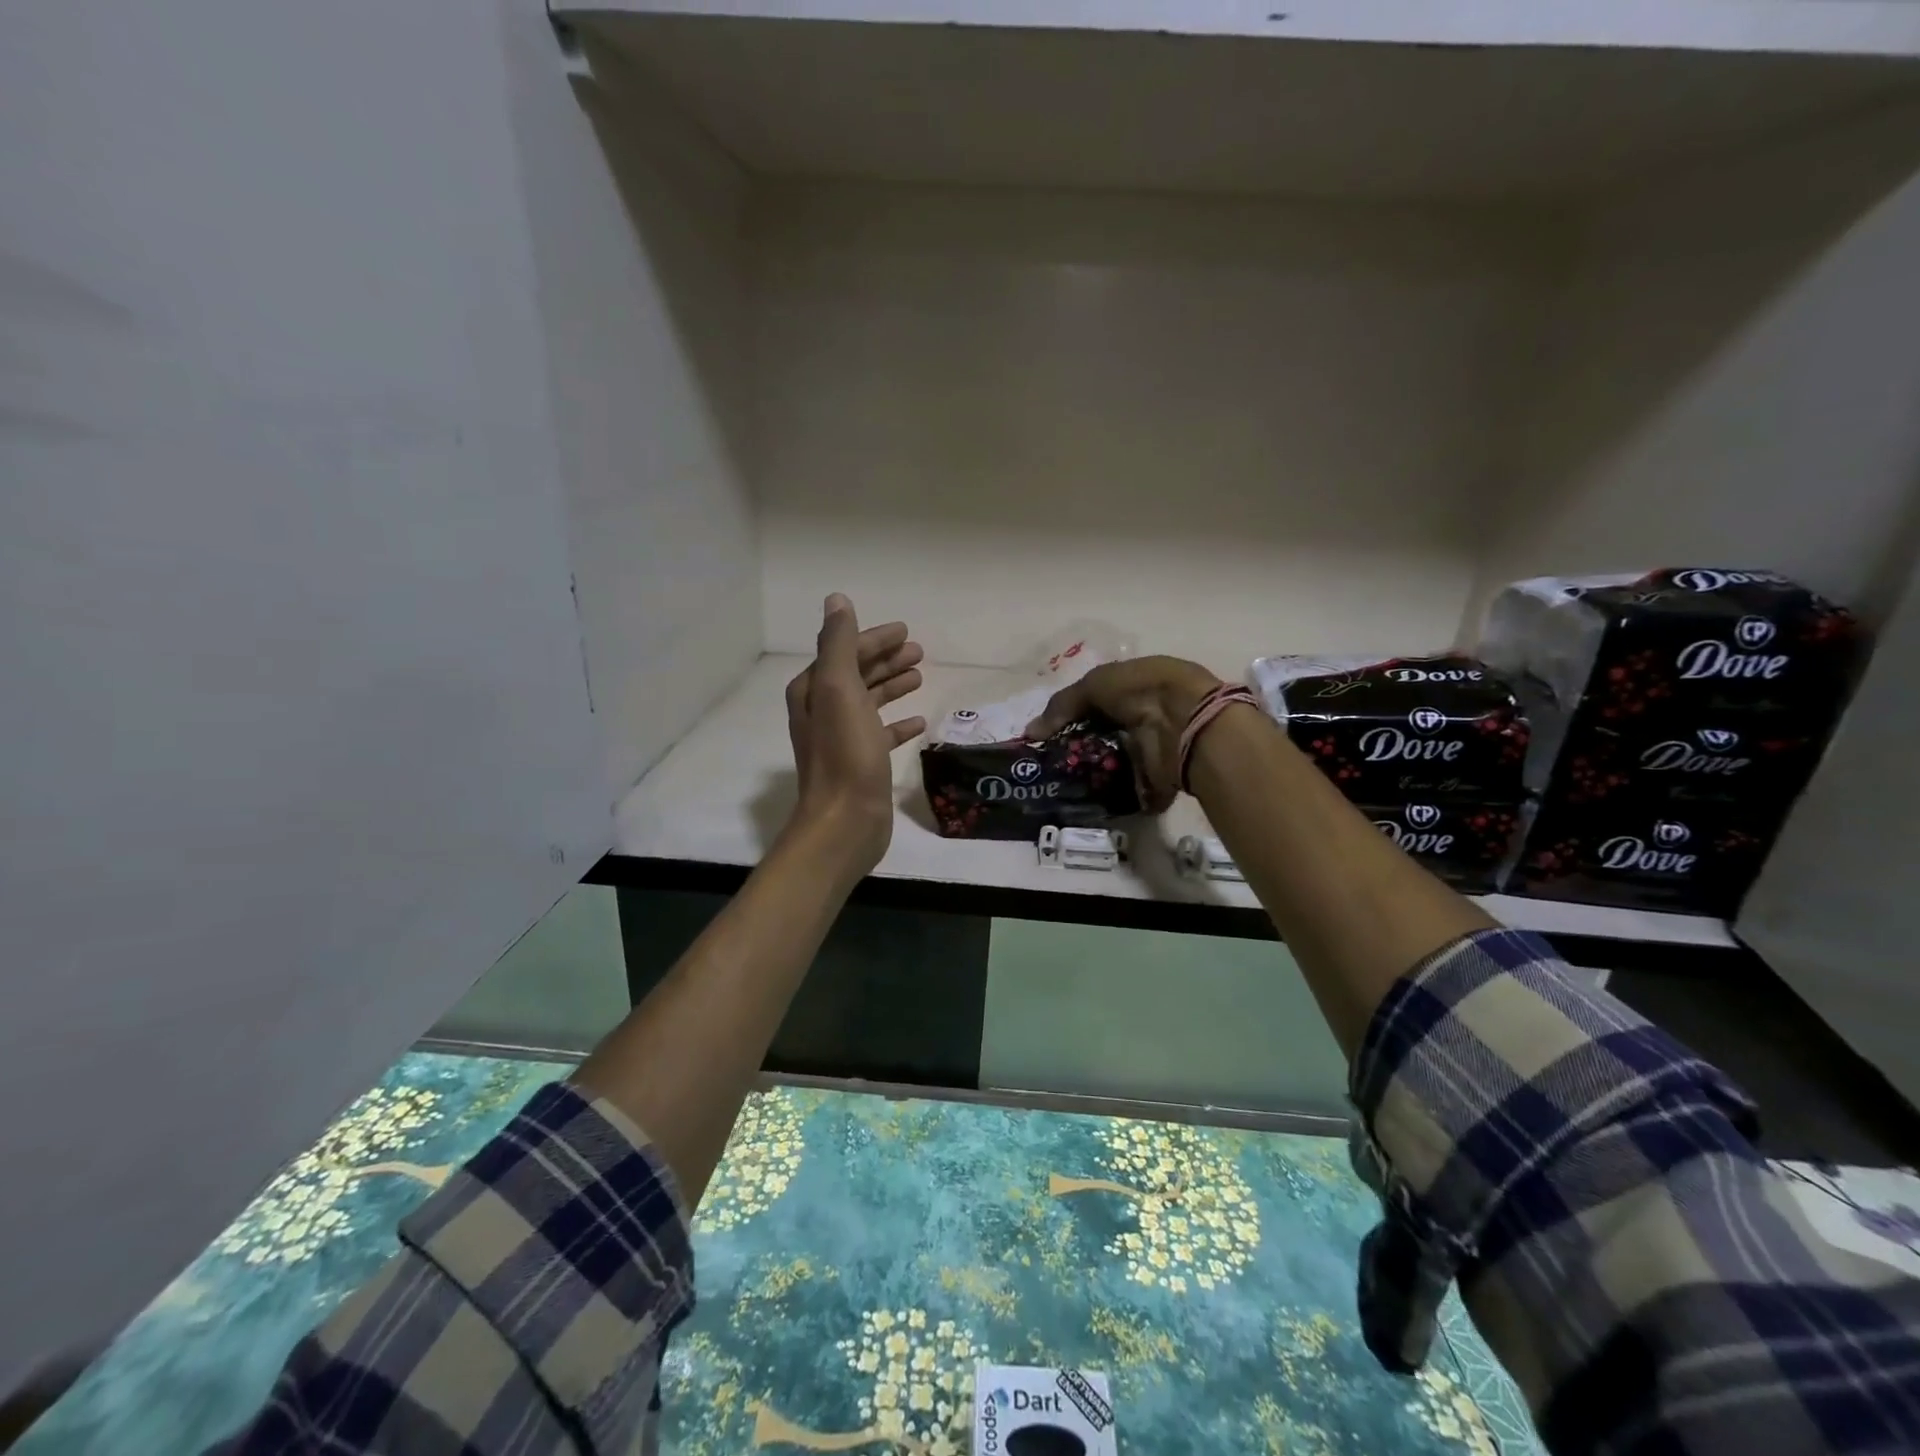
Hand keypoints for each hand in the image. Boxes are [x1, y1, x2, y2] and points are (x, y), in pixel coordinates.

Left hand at [785, 594, 926, 873]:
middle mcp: (822, 711)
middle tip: (919, 651)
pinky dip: (897, 723)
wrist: (845, 821)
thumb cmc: (845, 753)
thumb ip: (838, 643)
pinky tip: (918, 722)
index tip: (906, 632)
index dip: (874, 639)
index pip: (845, 651)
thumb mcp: (840, 690)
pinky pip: (880, 734)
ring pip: (869, 702)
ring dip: (892, 686)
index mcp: (814, 690)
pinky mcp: (860, 763)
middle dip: (885, 659)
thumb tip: (837, 600)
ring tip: (920, 677)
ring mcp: (841, 738)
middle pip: (856, 674)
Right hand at [1024, 656, 1220, 812]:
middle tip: (1051, 765)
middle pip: (1104, 736)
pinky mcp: (1156, 780)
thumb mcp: (1094, 684)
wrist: (1186, 721)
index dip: (1074, 717)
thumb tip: (1030, 732)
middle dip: (1080, 749)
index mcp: (1136, 688)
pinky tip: (1084, 801)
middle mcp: (1145, 718)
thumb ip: (1061, 706)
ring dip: (1092, 775)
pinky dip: (1111, 799)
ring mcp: (1152, 751)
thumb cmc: (1141, 690)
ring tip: (1061, 786)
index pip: (1098, 704)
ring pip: (1114, 766)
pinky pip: (1128, 792)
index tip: (1048, 736)